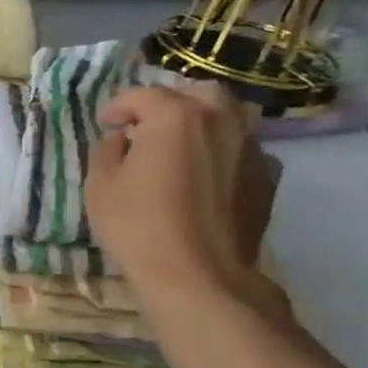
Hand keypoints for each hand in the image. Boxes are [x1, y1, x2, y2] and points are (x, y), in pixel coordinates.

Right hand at [86, 83, 280, 309]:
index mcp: (175, 116)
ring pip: (228, 118)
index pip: (143, 95)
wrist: (198, 274)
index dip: (118, 107)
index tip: (104, 124)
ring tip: (179, 150)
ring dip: (201, 125)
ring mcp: (250, 147)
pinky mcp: (267, 177)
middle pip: (198, 93)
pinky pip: (243, 150)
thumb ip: (107, 151)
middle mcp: (220, 120)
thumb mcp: (100, 185)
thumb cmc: (137, 225)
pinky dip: (223, 153)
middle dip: (170, 104)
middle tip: (146, 127)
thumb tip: (122, 140)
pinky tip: (206, 176)